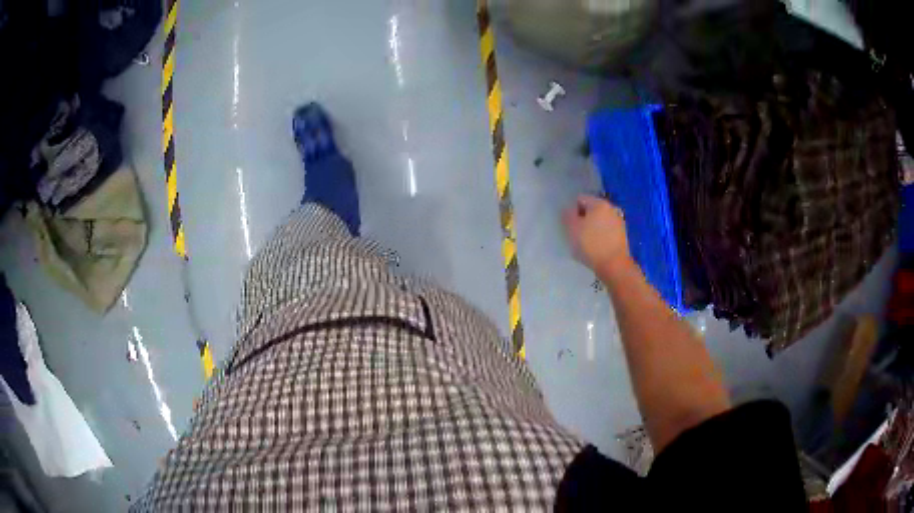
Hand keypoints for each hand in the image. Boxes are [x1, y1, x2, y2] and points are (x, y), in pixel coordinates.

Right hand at [562, 195, 631, 277]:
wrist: (614, 265)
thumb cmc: (591, 245)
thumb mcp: (572, 229)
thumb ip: (568, 215)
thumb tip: (568, 209)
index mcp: (599, 203)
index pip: (580, 199)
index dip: (572, 211)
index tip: (570, 225)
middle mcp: (611, 208)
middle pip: (591, 209)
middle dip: (583, 219)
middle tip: (577, 234)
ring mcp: (619, 221)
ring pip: (600, 220)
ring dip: (592, 227)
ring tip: (587, 242)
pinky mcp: (622, 234)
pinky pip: (607, 230)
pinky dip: (601, 235)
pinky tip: (597, 247)